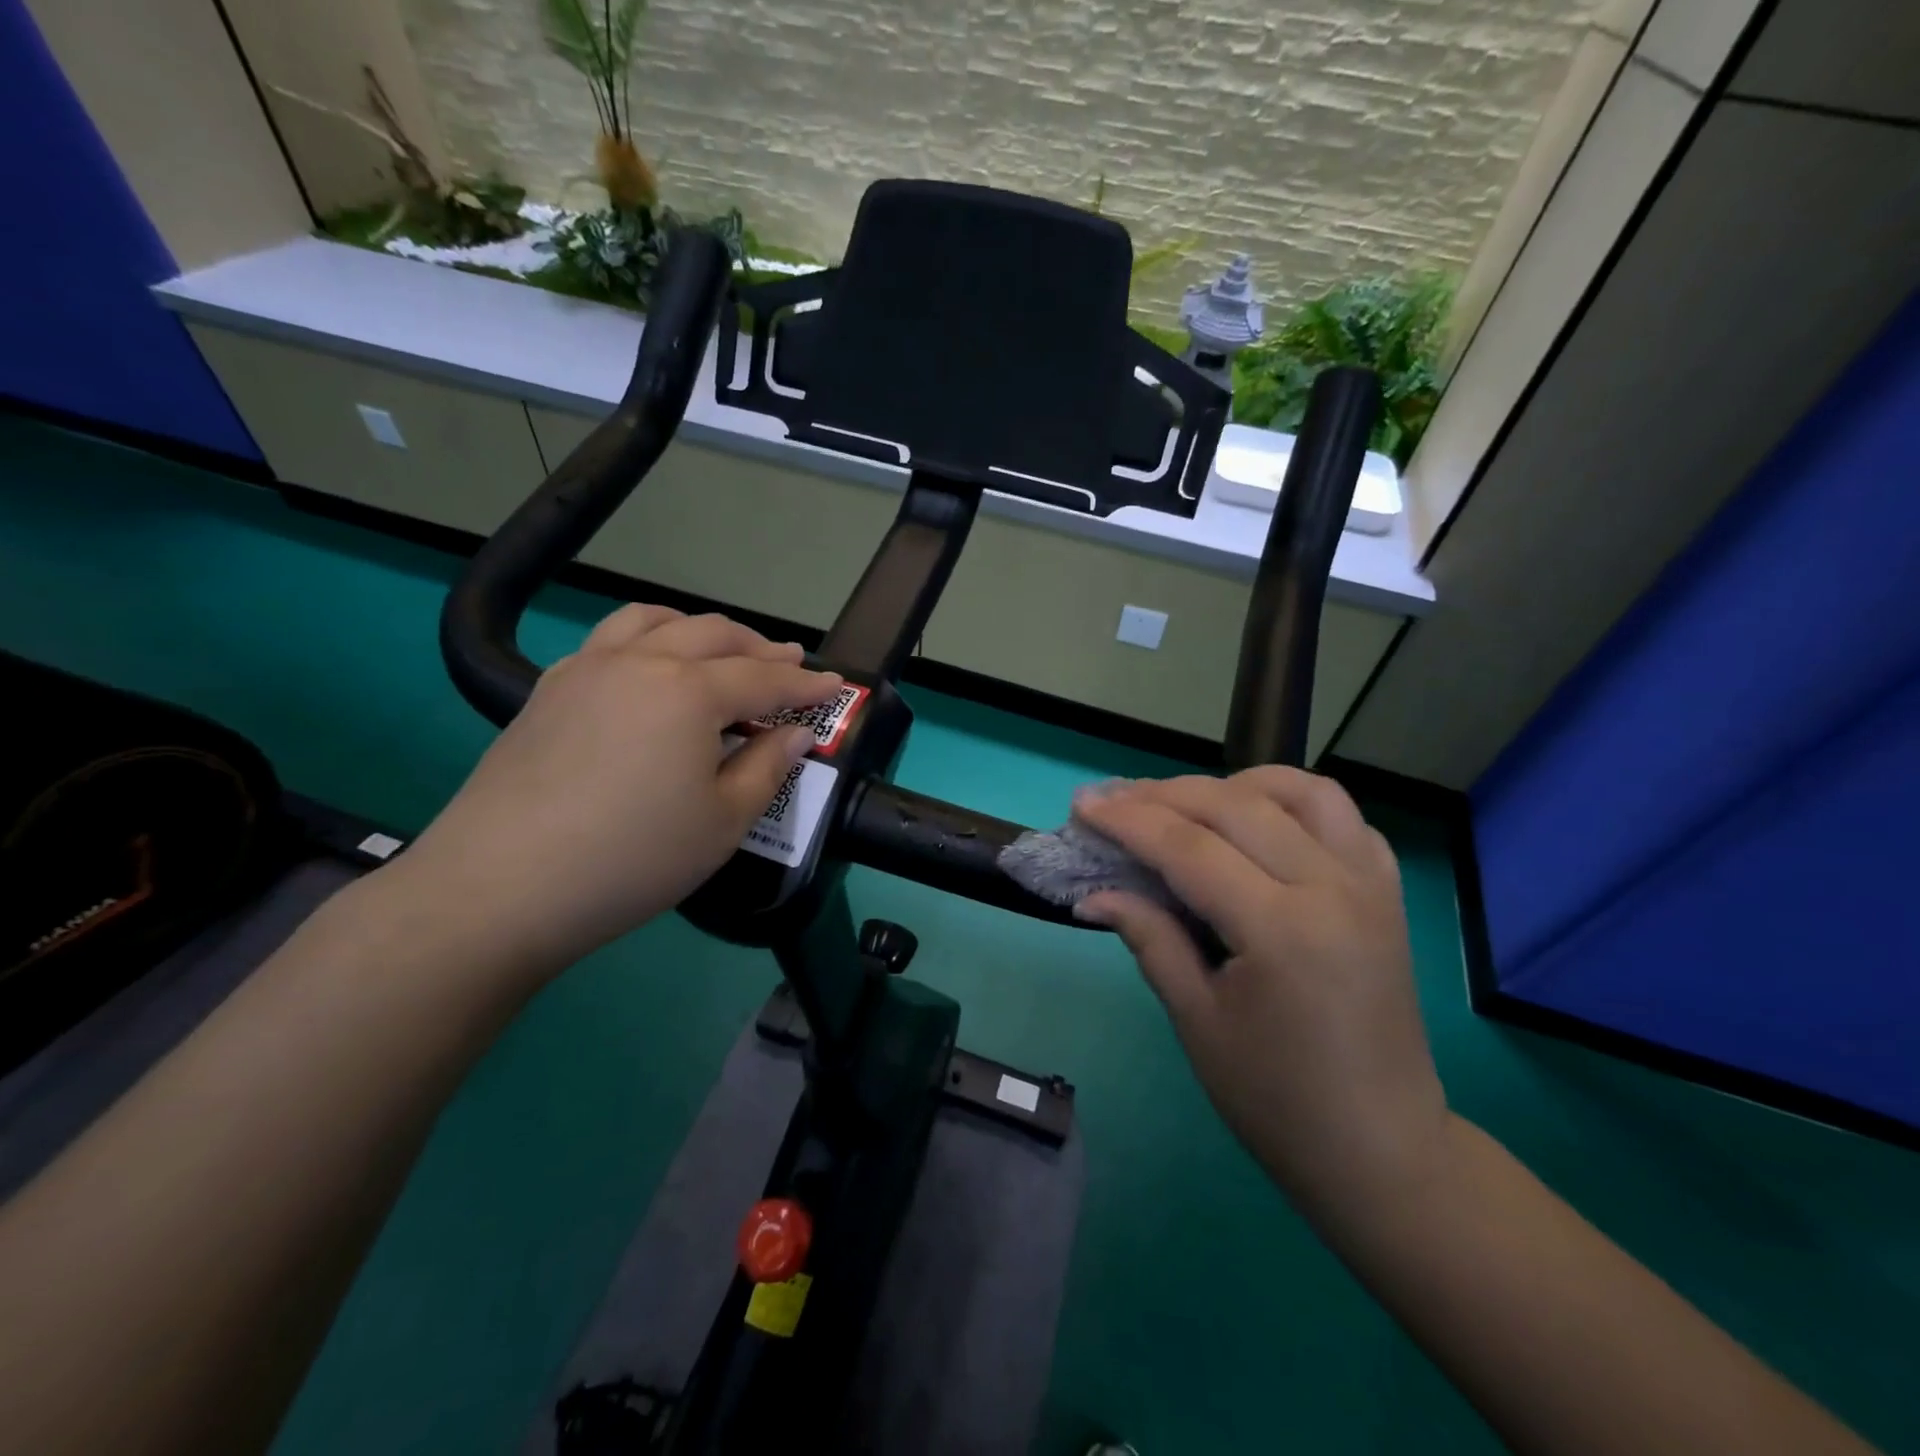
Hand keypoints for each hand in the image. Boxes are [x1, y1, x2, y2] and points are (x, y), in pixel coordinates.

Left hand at [392, 605, 840, 976]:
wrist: (501, 886)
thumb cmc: (632, 858)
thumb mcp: (723, 822)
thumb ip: (767, 768)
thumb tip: (793, 733)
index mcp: (690, 692)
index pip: (765, 678)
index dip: (807, 683)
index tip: (836, 685)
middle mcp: (641, 663)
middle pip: (713, 636)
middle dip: (759, 647)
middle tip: (789, 661)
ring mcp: (587, 670)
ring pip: (654, 622)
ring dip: (699, 629)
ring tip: (720, 648)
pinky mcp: (549, 690)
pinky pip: (608, 641)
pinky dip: (645, 640)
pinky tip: (648, 670)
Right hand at [1073, 768, 1448, 1213]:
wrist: (1382, 1150)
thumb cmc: (1277, 1099)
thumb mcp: (1197, 1021)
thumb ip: (1149, 939)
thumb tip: (1093, 894)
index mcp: (1283, 930)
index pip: (1189, 848)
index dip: (1128, 821)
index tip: (1083, 806)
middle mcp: (1333, 888)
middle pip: (1235, 805)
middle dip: (1164, 794)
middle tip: (1114, 799)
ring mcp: (1370, 884)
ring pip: (1301, 791)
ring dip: (1236, 783)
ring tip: (1189, 802)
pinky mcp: (1388, 892)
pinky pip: (1343, 818)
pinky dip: (1293, 803)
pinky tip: (1259, 822)